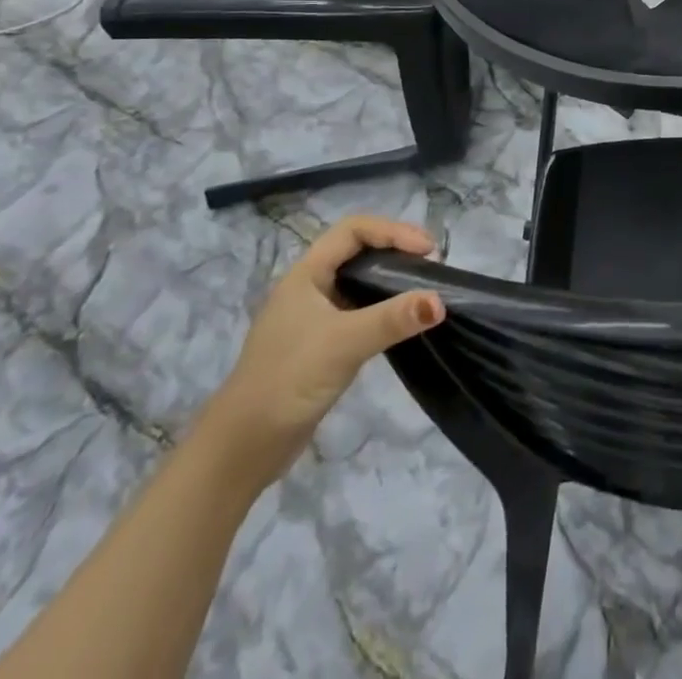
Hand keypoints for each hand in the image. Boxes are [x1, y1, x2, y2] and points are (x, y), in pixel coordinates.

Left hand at [196, 215, 441, 491]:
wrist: (241, 450)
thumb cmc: (288, 380)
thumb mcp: (343, 344)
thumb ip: (392, 319)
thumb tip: (440, 301)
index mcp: (306, 274)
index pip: (354, 230)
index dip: (393, 231)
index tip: (427, 250)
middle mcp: (309, 288)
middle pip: (359, 251)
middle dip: (396, 251)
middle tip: (431, 265)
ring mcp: (314, 317)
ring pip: (359, 282)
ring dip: (391, 280)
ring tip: (423, 289)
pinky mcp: (321, 345)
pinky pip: (359, 311)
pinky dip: (384, 308)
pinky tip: (401, 322)